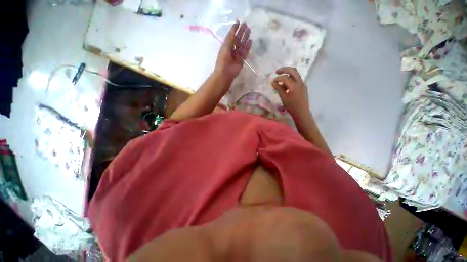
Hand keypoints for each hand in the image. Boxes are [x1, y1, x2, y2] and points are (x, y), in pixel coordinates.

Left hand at [214, 21, 251, 80]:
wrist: (225, 73)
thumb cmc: (223, 59)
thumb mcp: (225, 46)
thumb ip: (230, 37)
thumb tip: (235, 27)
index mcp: (226, 46)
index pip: (231, 36)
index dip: (234, 29)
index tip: (238, 21)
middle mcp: (232, 49)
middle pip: (237, 39)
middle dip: (241, 32)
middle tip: (246, 24)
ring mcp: (237, 55)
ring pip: (242, 45)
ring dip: (245, 38)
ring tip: (249, 30)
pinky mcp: (241, 60)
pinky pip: (245, 52)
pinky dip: (247, 47)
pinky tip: (250, 41)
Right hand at [271, 67, 311, 122]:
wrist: (302, 112)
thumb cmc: (291, 106)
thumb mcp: (283, 97)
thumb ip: (278, 88)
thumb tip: (273, 82)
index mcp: (294, 85)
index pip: (285, 77)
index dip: (277, 78)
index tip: (272, 81)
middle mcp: (300, 82)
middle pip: (293, 70)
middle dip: (284, 69)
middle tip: (276, 72)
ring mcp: (303, 84)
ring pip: (295, 74)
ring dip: (288, 74)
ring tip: (280, 81)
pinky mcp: (303, 87)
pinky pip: (296, 80)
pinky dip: (290, 80)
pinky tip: (286, 86)